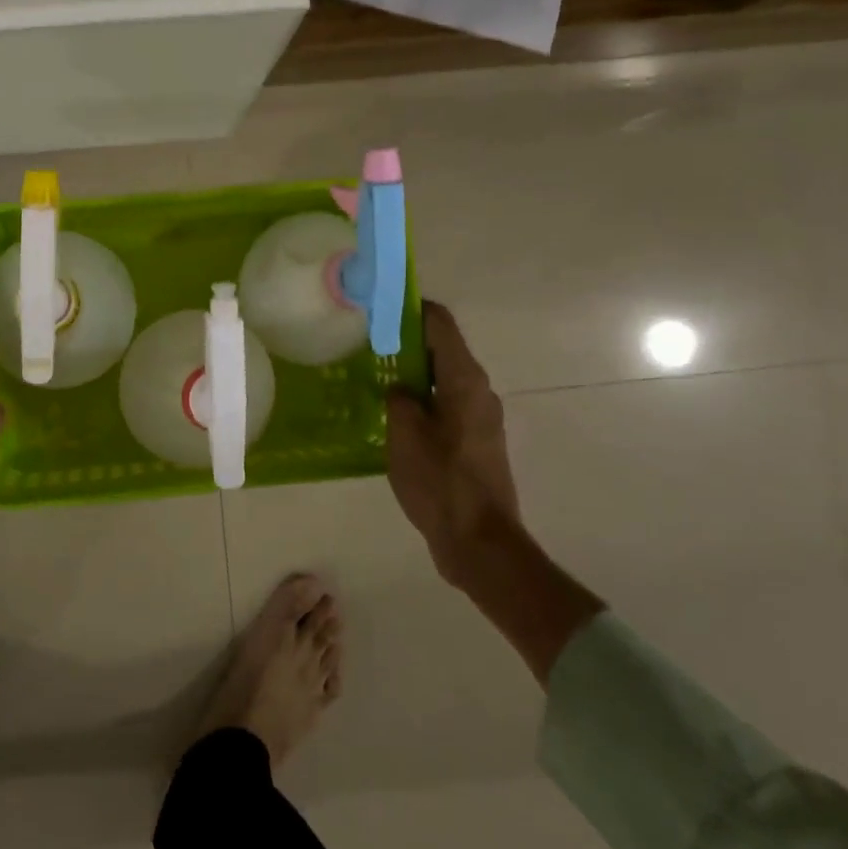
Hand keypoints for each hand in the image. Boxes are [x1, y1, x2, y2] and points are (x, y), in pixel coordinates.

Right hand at [386, 301, 602, 684]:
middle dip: (406, 340)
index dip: (411, 308)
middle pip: (442, 348)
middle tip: (367, 341)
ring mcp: (480, 417)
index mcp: (465, 380)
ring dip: (412, 372)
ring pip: (443, 378)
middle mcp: (479, 391)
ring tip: (373, 375)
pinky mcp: (475, 442)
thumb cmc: (441, 483)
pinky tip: (392, 413)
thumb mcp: (405, 435)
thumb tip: (399, 387)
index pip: (440, 324)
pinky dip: (421, 398)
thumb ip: (398, 398)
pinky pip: (445, 404)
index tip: (379, 305)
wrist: (480, 544)